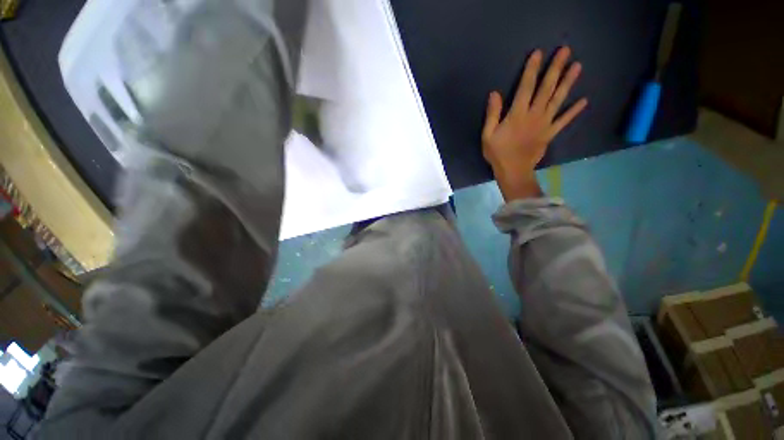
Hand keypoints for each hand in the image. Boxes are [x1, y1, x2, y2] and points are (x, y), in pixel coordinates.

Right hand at [482, 46, 587, 200]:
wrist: (513, 171)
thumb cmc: (498, 153)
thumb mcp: (488, 135)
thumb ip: (492, 114)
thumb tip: (494, 94)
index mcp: (517, 114)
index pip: (526, 87)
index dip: (532, 70)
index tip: (538, 53)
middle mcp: (534, 114)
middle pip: (546, 88)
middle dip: (555, 68)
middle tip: (566, 51)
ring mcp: (545, 123)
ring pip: (558, 99)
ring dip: (568, 82)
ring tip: (577, 66)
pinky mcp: (550, 133)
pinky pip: (564, 120)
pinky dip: (573, 111)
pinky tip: (584, 101)